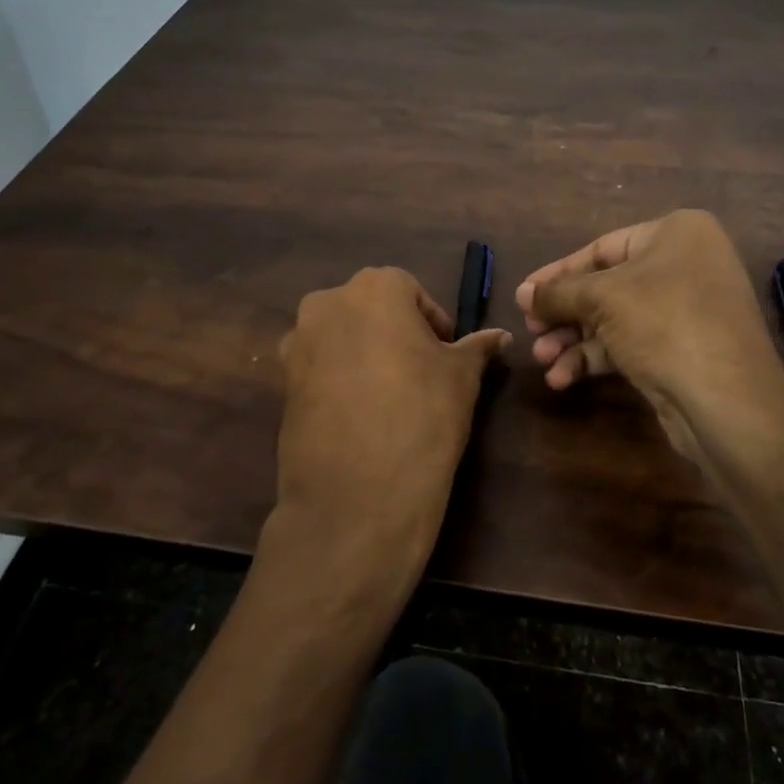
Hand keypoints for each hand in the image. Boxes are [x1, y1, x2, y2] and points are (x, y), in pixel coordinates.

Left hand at [271, 267, 508, 587]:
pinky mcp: (282, 382)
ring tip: (391, 396)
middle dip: (397, 333)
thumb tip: (501, 335)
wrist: (357, 495)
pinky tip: (362, 415)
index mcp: (374, 287)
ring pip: (343, 336)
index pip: (411, 292)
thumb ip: (478, 347)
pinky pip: (320, 367)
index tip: (447, 355)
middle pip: (371, 309)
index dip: (434, 324)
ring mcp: (298, 342)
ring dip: (366, 354)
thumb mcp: (462, 377)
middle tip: (422, 373)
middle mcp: (328, 302)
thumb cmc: (422, 416)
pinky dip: (340, 379)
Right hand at [514, 210, 783, 462]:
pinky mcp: (683, 350)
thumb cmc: (665, 324)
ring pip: (615, 319)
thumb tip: (522, 293)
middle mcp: (685, 265)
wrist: (727, 401)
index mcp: (677, 234)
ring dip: (574, 340)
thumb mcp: (602, 299)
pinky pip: (630, 344)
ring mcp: (687, 310)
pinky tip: (563, 378)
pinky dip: (596, 358)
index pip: (601, 248)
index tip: (524, 294)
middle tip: (531, 331)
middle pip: (606, 286)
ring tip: (541, 359)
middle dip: (564, 313)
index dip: (557, 273)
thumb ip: (557, 293)